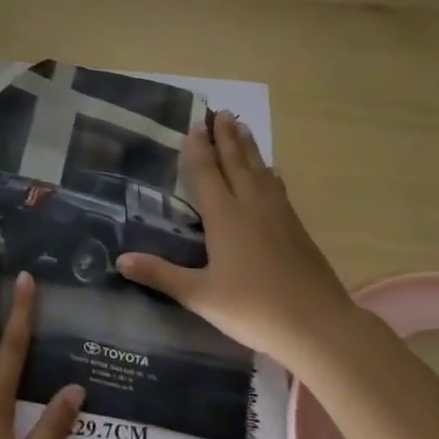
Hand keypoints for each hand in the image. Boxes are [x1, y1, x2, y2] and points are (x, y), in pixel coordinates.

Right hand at [115, 112, 355, 358]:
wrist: (319, 325)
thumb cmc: (253, 309)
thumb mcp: (200, 296)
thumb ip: (160, 275)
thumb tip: (120, 259)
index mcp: (225, 217)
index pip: (207, 173)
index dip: (198, 149)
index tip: (194, 125)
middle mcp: (251, 206)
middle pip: (236, 162)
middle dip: (226, 137)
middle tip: (219, 112)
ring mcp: (278, 215)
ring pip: (259, 170)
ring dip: (248, 147)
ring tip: (241, 126)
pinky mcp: (297, 228)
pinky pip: (277, 187)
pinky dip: (268, 172)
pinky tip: (270, 171)